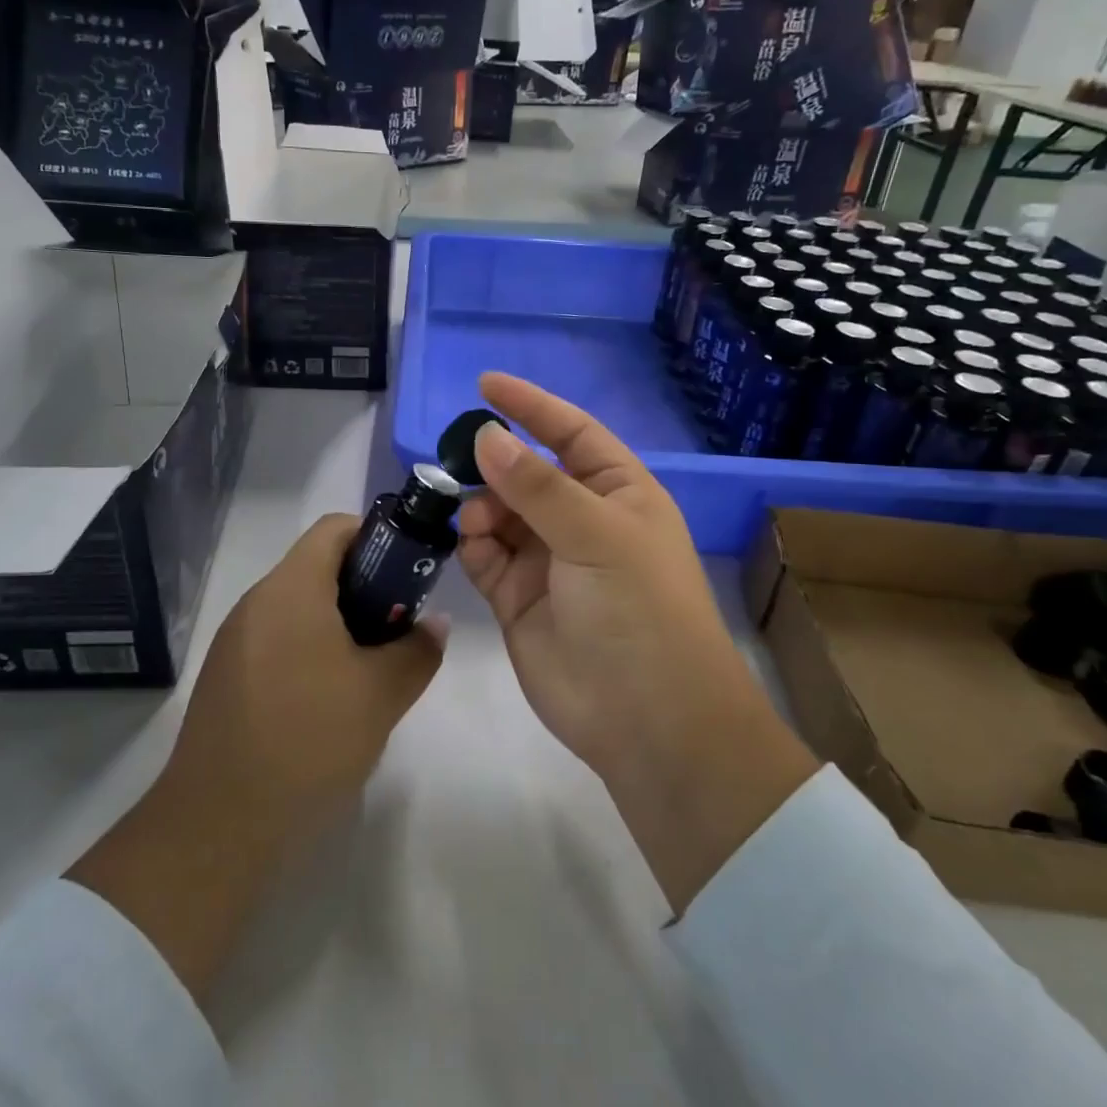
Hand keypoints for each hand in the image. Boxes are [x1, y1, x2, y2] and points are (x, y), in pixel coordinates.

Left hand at [70, 515, 443, 999]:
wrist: (218, 823)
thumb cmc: (308, 739)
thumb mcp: (382, 694)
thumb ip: (419, 649)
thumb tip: (434, 624)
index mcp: (292, 588)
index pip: (336, 528)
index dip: (378, 538)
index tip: (408, 575)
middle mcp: (258, 601)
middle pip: (318, 567)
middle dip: (366, 587)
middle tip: (399, 628)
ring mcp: (236, 640)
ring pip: (300, 607)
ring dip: (341, 623)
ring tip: (371, 669)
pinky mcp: (227, 677)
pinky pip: (278, 640)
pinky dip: (312, 650)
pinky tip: (330, 701)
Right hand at [459, 373, 816, 912]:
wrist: (648, 722)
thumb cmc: (639, 610)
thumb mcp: (596, 535)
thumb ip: (538, 486)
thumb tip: (487, 437)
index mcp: (619, 493)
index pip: (571, 432)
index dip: (532, 406)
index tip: (485, 385)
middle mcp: (582, 521)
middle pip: (528, 473)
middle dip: (496, 463)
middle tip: (457, 458)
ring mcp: (548, 561)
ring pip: (499, 513)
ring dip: (482, 506)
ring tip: (476, 519)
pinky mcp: (518, 599)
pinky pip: (485, 555)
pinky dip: (473, 544)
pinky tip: (471, 542)